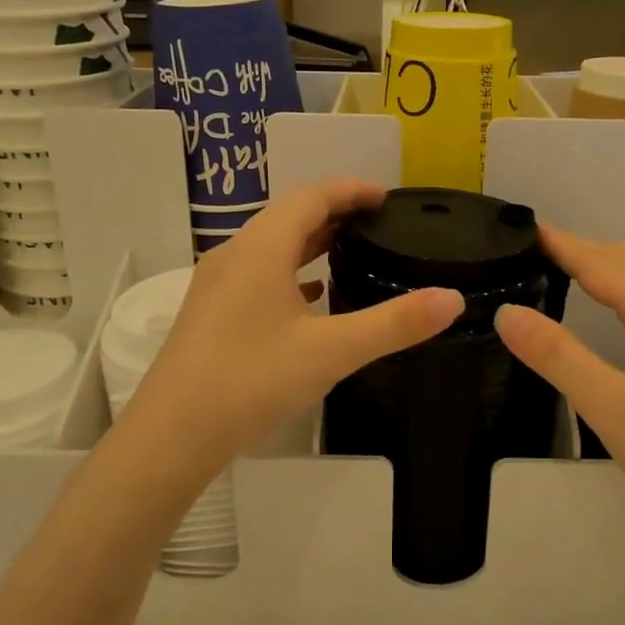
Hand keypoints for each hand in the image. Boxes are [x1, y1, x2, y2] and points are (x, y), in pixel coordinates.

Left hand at [124, 180, 462, 472]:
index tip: (387, 198)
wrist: (172, 435)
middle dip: (334, 212)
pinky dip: (290, 272)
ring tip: (350, 251)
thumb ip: (394, 324)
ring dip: (310, 241)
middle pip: (289, 216)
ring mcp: (217, 284)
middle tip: (376, 223)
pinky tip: (311, 297)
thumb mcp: (332, 351)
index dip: (351, 190)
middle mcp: (235, 255)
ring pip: (271, 246)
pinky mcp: (210, 313)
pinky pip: (258, 274)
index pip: (311, 196)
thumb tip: (453, 299)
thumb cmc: (252, 381)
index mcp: (261, 248)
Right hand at [494, 228, 624, 558]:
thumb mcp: (612, 411)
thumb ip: (559, 357)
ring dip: (615, 263)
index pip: (605, 264)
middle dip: (588, 248)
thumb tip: (508, 311)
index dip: (564, 245)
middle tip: (541, 252)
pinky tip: (620, 313)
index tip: (525, 230)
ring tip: (574, 271)